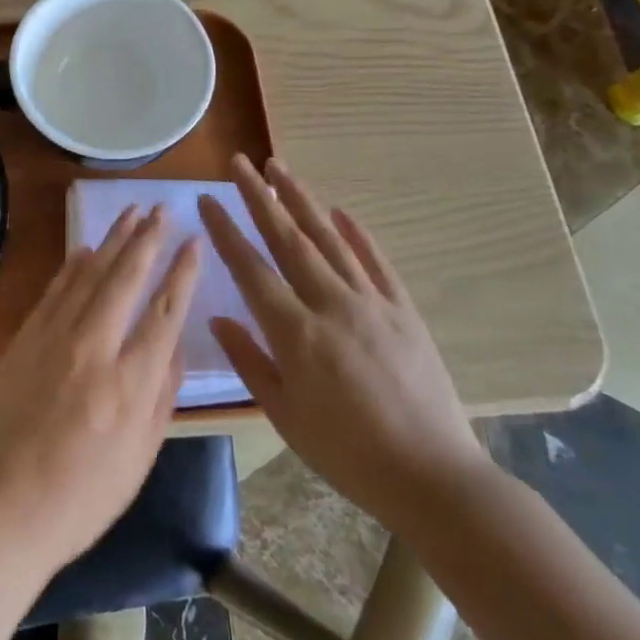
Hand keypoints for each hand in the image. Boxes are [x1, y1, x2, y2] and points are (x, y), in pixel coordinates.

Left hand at [0, 207, 201, 575]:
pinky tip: (87, 248)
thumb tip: (175, 346)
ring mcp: (55, 338)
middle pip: (127, 278)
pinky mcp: (25, 338)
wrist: (3, 506)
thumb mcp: (141, 457)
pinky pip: (55, 290)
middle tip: (163, 209)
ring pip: (90, 274)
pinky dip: (73, 265)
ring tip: (132, 212)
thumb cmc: (83, 496)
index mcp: (131, 383)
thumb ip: (162, 396)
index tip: (194, 242)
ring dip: (113, 240)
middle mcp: (95, 348)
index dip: (182, 272)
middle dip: (148, 238)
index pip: (165, 311)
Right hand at [198, 156, 491, 530]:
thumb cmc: (347, 454)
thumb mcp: (285, 416)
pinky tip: (340, 211)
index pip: (250, 268)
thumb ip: (250, 361)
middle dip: (259, 196)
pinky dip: (356, 233)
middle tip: (240, 162)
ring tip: (279, 168)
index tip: (207, 199)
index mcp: (295, 333)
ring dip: (301, 200)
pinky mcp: (403, 310)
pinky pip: (376, 261)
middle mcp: (330, 304)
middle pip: (287, 238)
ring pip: (329, 238)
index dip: (226, 231)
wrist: (432, 477)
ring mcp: (371, 302)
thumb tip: (219, 318)